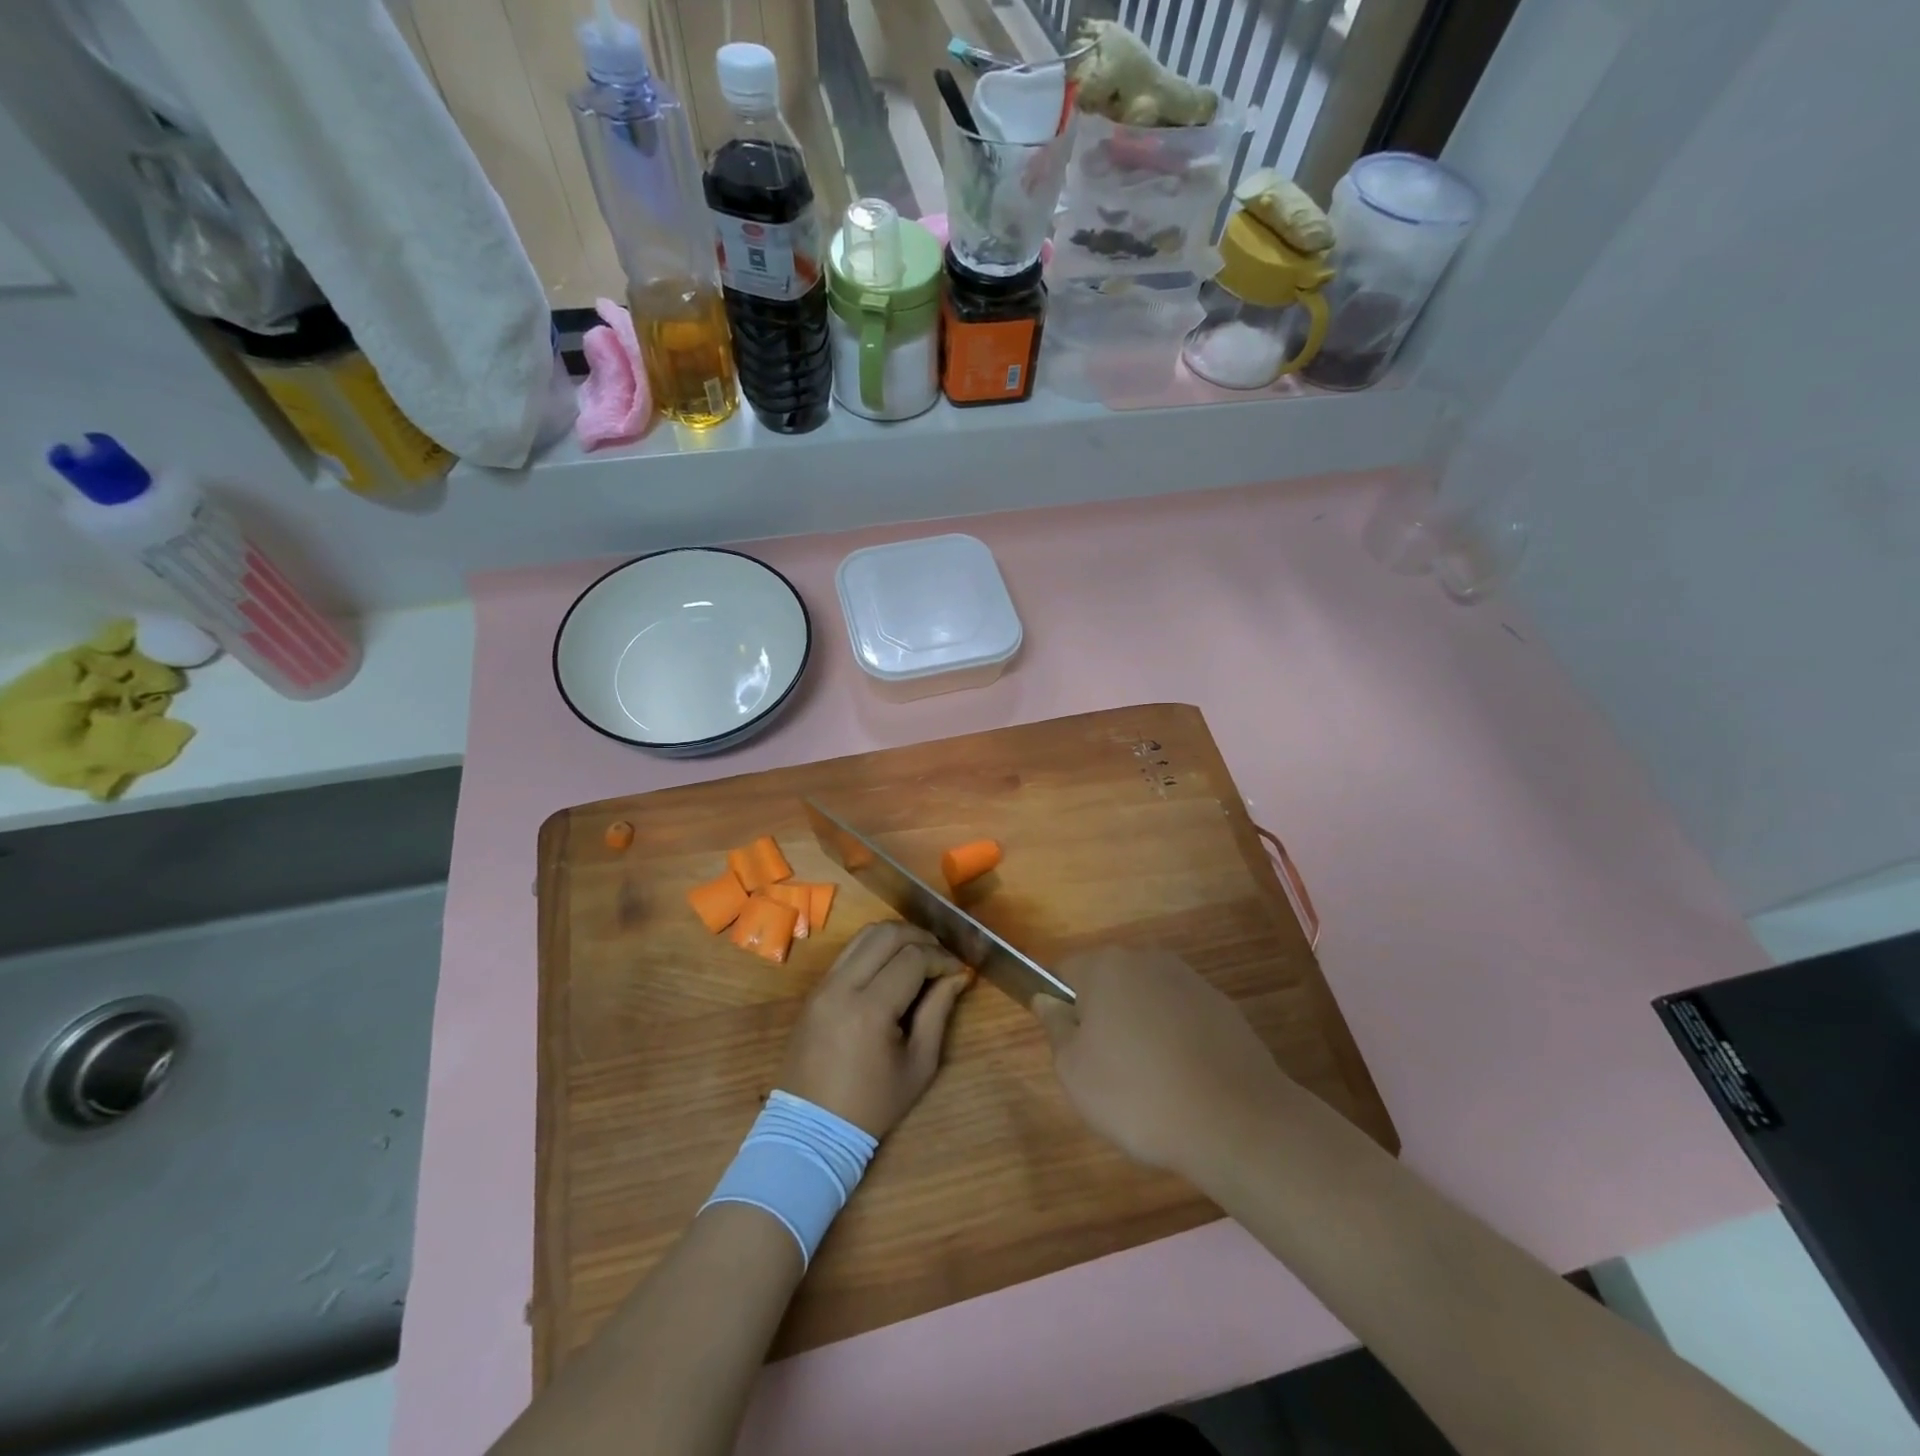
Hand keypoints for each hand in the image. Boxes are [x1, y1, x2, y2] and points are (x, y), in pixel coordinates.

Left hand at [778, 921, 971, 1137]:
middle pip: (887, 934)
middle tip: (942, 956)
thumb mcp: (919, 1065)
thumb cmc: (872, 1105)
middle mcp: (842, 986)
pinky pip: (848, 952)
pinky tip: (892, 967)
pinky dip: (875, 948)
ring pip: (864, 935)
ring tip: (919, 955)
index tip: (959, 971)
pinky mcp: (814, 989)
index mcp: (870, 1010)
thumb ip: (939, 1012)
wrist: (811, 1129)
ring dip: (897, 936)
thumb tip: (959, 975)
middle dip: (921, 937)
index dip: (942, 958)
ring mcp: (823, 985)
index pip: (913, 958)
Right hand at [1030, 947, 1289, 1183]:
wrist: (1236, 1121)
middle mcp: (1147, 959)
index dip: (1059, 1006)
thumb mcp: (1074, 1071)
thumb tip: (1047, 999)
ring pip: (1146, 999)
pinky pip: (1181, 1017)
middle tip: (1104, 1068)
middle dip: (1101, 1015)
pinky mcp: (1222, 1006)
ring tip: (1147, 1080)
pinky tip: (1182, 1080)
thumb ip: (1055, 1026)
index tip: (1069, 1047)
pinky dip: (1174, 1039)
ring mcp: (1190, 980)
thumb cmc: (1137, 1094)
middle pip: (1108, 982)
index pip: (1064, 970)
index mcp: (1105, 966)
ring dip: (1139, 1026)